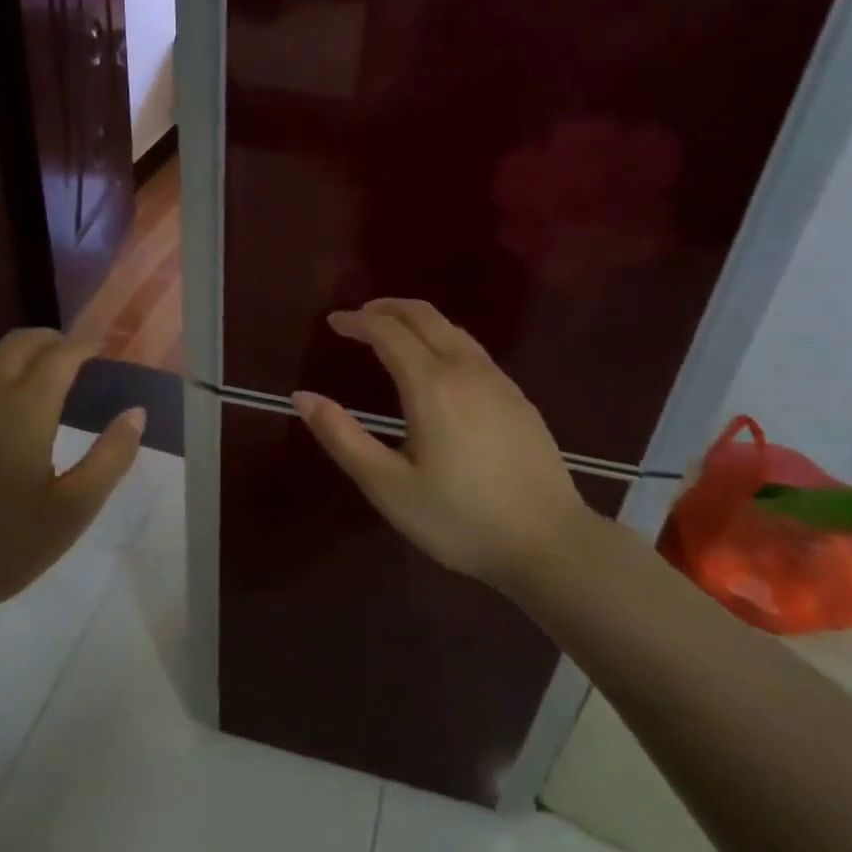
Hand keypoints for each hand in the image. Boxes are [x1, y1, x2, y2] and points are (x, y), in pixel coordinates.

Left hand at [0, 329, 143, 652]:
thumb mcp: (71, 512)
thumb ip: (111, 457)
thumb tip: (136, 412)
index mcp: (23, 409)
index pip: (61, 354)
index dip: (86, 345)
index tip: (103, 350)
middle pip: (20, 342)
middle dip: (53, 343)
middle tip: (75, 362)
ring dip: (15, 359)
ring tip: (34, 385)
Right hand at [292, 299, 604, 595]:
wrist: (549, 543)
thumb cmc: (460, 519)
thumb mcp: (388, 487)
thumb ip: (342, 438)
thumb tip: (302, 397)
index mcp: (431, 385)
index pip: (387, 331)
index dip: (357, 321)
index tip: (333, 322)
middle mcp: (466, 369)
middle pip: (424, 316)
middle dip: (387, 308)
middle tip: (358, 317)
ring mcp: (498, 381)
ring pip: (453, 329)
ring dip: (417, 320)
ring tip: (391, 334)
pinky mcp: (518, 398)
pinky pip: (473, 349)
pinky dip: (442, 339)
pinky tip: (436, 366)